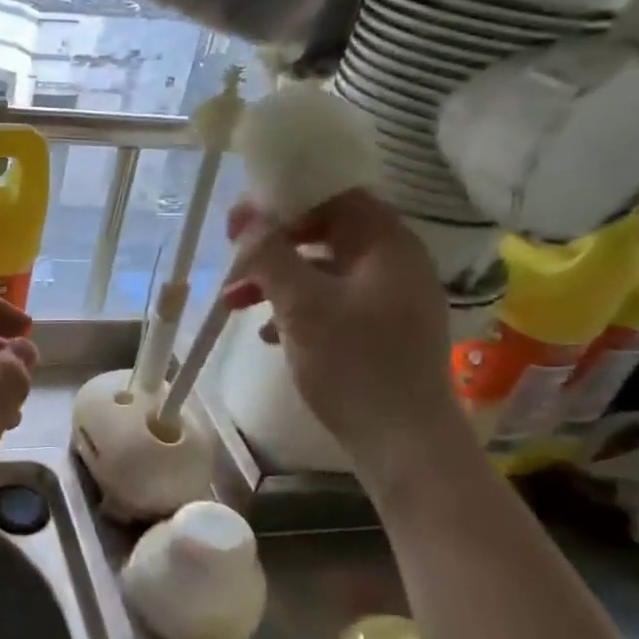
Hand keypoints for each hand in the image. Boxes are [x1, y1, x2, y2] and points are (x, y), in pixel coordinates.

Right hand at [223, 189, 461, 471]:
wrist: (403, 442)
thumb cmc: (353, 363)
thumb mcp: (300, 304)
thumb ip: (269, 254)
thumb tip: (244, 213)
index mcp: (387, 245)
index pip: (336, 197)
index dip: (287, 203)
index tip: (245, 223)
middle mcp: (396, 264)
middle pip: (326, 234)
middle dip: (274, 249)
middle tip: (235, 264)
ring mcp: (392, 300)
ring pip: (324, 272)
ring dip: (278, 281)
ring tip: (235, 304)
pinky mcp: (383, 332)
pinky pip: (334, 303)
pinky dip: (298, 309)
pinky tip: (268, 334)